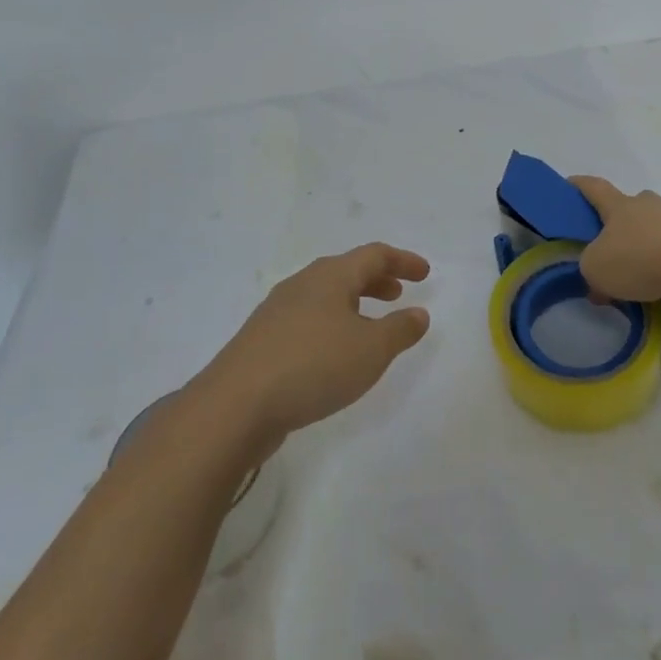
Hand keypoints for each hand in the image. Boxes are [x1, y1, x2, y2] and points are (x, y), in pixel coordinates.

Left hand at [201, 243, 431, 448]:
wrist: (236, 404)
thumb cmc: (313, 365)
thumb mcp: (370, 350)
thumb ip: (399, 330)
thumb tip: (418, 313)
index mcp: (330, 276)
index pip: (374, 255)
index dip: (402, 261)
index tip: (425, 273)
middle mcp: (303, 284)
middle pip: (347, 270)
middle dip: (377, 279)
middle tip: (399, 294)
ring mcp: (278, 310)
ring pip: (326, 295)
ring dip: (354, 303)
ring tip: (371, 324)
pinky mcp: (264, 339)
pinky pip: (309, 318)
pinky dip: (333, 323)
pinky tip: (335, 352)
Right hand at [571, 176, 660, 367]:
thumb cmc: (639, 258)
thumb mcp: (596, 268)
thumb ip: (592, 272)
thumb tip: (602, 285)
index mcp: (623, 208)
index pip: (595, 189)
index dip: (579, 187)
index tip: (567, 186)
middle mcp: (655, 214)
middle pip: (635, 216)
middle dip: (624, 233)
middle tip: (611, 258)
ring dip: (655, 280)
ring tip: (643, 312)